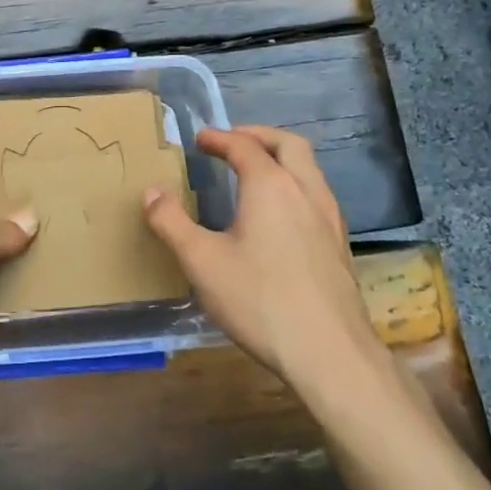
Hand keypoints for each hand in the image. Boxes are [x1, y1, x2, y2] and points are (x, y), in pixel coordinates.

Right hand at [142, 126, 387, 394]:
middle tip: (233, 141)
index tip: (200, 139)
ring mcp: (329, 218)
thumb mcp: (201, 261)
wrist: (330, 354)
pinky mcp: (340, 245)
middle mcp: (305, 191)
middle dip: (258, 136)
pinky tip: (280, 214)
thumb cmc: (259, 300)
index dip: (219, 138)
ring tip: (255, 172)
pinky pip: (317, 195)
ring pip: (309, 168)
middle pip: (288, 144)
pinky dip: (295, 184)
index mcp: (271, 186)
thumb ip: (171, 222)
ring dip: (281, 159)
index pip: (243, 146)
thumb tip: (151, 192)